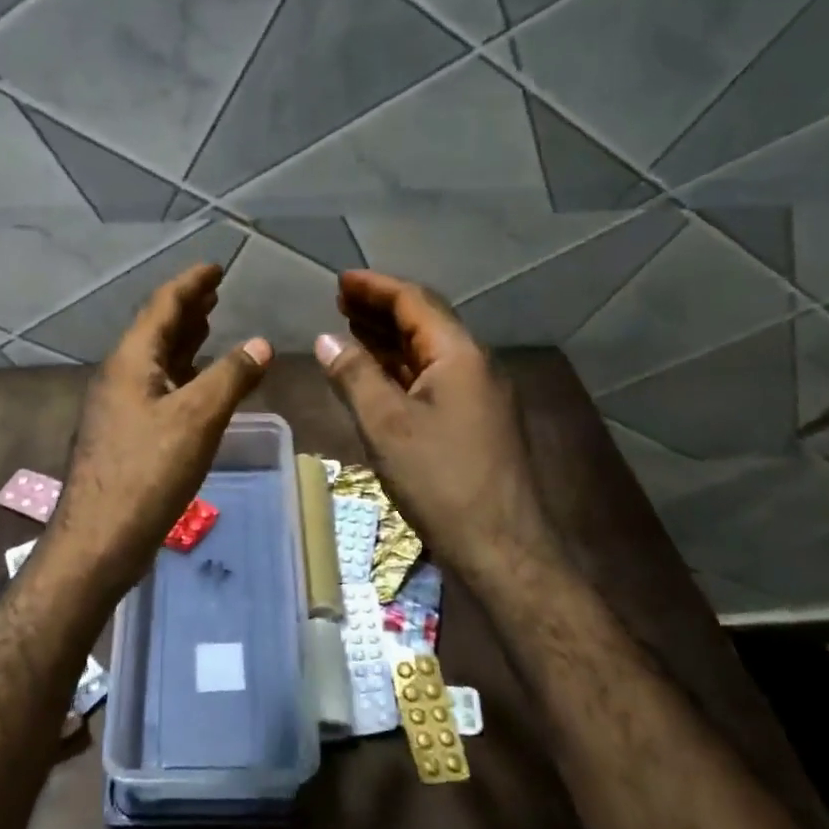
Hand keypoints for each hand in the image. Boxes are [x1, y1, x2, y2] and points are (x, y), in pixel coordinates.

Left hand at [48, 264, 271, 592]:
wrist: (99, 538)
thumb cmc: (147, 471)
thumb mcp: (197, 418)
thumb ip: (231, 377)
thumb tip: (261, 343)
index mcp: (132, 360)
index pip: (163, 305)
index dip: (191, 283)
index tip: (216, 267)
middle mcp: (121, 375)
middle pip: (157, 328)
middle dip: (188, 307)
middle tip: (216, 291)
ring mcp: (120, 405)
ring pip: (157, 359)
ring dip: (184, 338)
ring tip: (210, 322)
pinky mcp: (126, 433)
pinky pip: (158, 386)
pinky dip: (182, 373)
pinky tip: (199, 381)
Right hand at [314, 270, 553, 587]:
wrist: (501, 547)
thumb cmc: (441, 481)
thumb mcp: (386, 425)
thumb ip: (354, 375)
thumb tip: (326, 339)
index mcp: (459, 355)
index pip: (415, 301)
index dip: (375, 287)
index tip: (340, 281)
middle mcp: (475, 365)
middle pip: (425, 321)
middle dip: (381, 308)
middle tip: (340, 301)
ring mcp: (478, 394)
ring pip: (428, 351)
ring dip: (390, 337)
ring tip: (351, 327)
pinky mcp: (474, 421)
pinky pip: (433, 377)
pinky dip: (401, 367)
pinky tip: (377, 373)